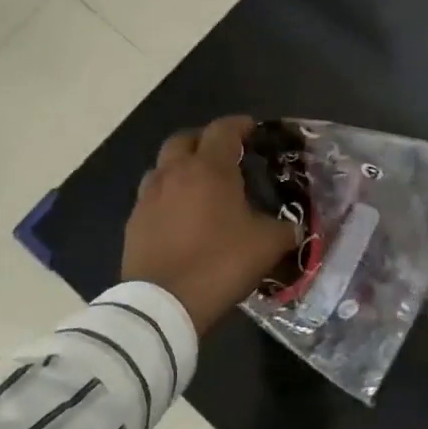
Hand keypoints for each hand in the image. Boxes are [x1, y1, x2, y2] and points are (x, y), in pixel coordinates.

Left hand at [122, 115, 296, 334]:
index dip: (240, 125)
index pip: (224, 130)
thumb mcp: (268, 245)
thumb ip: (285, 228)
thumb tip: (294, 227)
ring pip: (164, 166)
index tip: (253, 130)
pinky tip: (182, 217)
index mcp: (209, 169)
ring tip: (201, 186)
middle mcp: (174, 173)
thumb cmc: (221, 262)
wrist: (164, 303)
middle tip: (225, 155)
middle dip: (205, 141)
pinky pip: (153, 197)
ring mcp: (148, 197)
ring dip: (182, 168)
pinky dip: (169, 197)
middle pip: (185, 139)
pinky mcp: (134, 222)